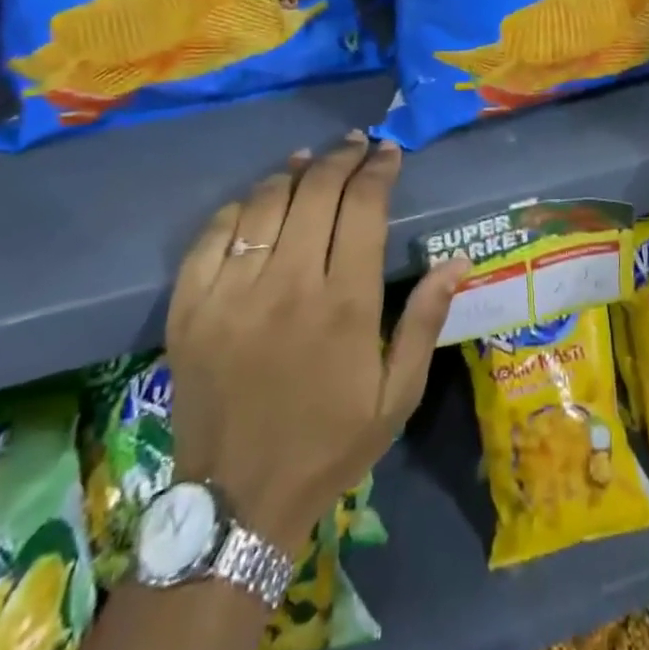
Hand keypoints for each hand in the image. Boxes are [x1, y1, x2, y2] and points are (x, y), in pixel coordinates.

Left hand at [164, 134, 468, 548]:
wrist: (236, 504)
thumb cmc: (328, 446)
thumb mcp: (397, 396)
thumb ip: (426, 321)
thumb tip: (458, 261)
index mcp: (344, 304)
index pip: (363, 207)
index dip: (378, 170)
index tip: (388, 152)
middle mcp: (287, 285)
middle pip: (315, 192)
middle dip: (340, 158)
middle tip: (355, 146)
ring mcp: (231, 294)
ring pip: (264, 203)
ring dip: (292, 174)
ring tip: (310, 162)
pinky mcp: (190, 308)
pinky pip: (212, 235)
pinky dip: (238, 207)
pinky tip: (257, 202)